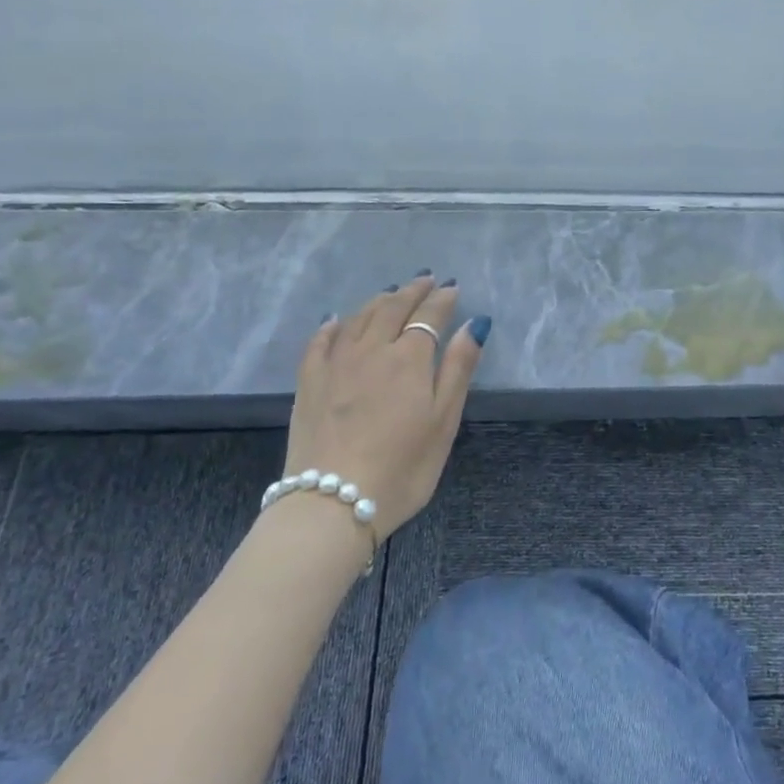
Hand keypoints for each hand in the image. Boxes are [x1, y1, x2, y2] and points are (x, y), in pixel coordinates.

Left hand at [282, 274, 488, 538]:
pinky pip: (319, 341)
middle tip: (425, 280)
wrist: (332, 503)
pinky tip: (336, 319)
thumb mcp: (444, 421)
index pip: (429, 316)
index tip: (452, 288)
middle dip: (412, 291)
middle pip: (392, 308)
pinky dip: (332, 324)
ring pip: (358, 318)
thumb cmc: (402, 467)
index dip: (442, 299)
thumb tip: (474, 323)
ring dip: (378, 300)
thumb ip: (458, 368)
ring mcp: (335, 364)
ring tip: (391, 292)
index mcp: (409, 358)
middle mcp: (371, 350)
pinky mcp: (309, 383)